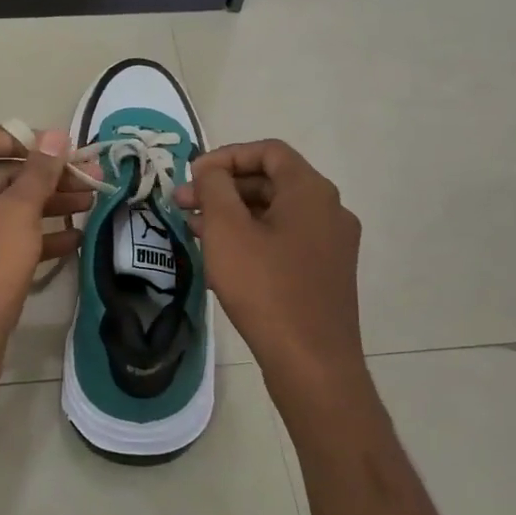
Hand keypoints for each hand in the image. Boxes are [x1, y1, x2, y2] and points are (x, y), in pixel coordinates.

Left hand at [0, 125, 86, 390]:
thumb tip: (55, 134)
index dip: (18, 139)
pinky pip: (12, 239)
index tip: (54, 153)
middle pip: (2, 174)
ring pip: (12, 208)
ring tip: (93, 203)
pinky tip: (77, 238)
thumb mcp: (16, 213)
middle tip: (91, 179)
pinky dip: (42, 236)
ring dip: (51, 203)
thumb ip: (38, 172)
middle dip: (47, 175)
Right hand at [175, 140, 368, 411]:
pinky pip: (284, 240)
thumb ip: (215, 188)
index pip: (268, 151)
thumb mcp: (227, 230)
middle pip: (271, 181)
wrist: (312, 363)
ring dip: (233, 215)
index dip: (226, 156)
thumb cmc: (266, 288)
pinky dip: (251, 238)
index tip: (193, 176)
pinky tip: (219, 258)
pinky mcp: (325, 273)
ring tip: (193, 230)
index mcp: (311, 191)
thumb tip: (210, 170)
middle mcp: (329, 210)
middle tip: (184, 204)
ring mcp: (331, 244)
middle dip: (223, 188)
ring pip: (275, 213)